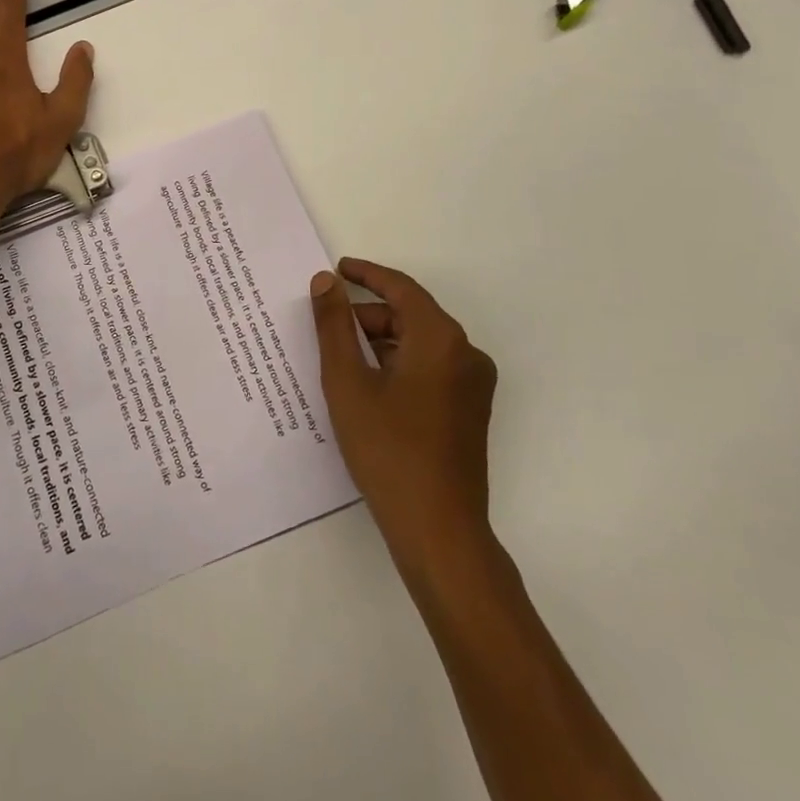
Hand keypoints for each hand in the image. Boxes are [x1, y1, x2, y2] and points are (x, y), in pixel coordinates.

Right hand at [311, 258, 500, 578]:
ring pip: (420, 344)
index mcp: (441, 339)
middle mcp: (466, 354)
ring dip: (381, 343)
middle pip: (411, 316)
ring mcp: (473, 385)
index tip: (337, 269)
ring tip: (341, 361)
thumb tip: (325, 281)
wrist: (438, 531)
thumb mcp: (348, 381)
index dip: (366, 274)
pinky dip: (398, 366)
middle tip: (327, 329)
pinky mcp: (470, 411)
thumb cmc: (388, 449)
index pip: (401, 288)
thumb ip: (334, 325)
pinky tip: (368, 387)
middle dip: (368, 317)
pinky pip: (431, 368)